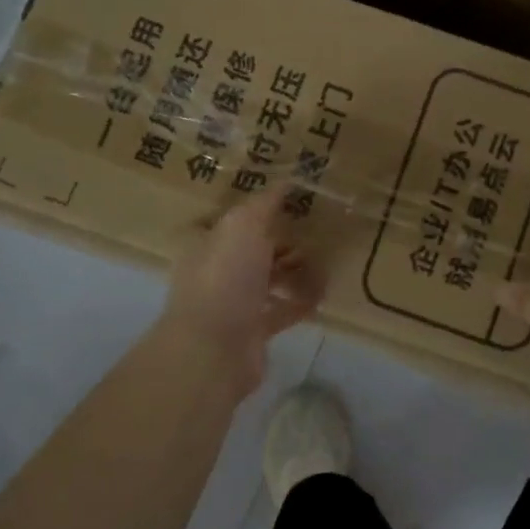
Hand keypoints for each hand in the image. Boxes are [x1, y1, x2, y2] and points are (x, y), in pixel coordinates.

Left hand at [157, 184, 324, 397]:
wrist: (214, 349)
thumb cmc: (225, 277)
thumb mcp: (244, 226)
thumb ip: (265, 203)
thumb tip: (286, 179)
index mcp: (204, 243)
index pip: (230, 220)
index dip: (256, 210)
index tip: (288, 203)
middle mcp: (214, 272)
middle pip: (251, 250)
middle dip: (280, 241)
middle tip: (314, 230)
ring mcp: (232, 304)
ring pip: (267, 280)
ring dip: (293, 271)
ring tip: (324, 260)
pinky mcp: (252, 332)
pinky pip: (281, 311)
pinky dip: (300, 302)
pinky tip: (322, 293)